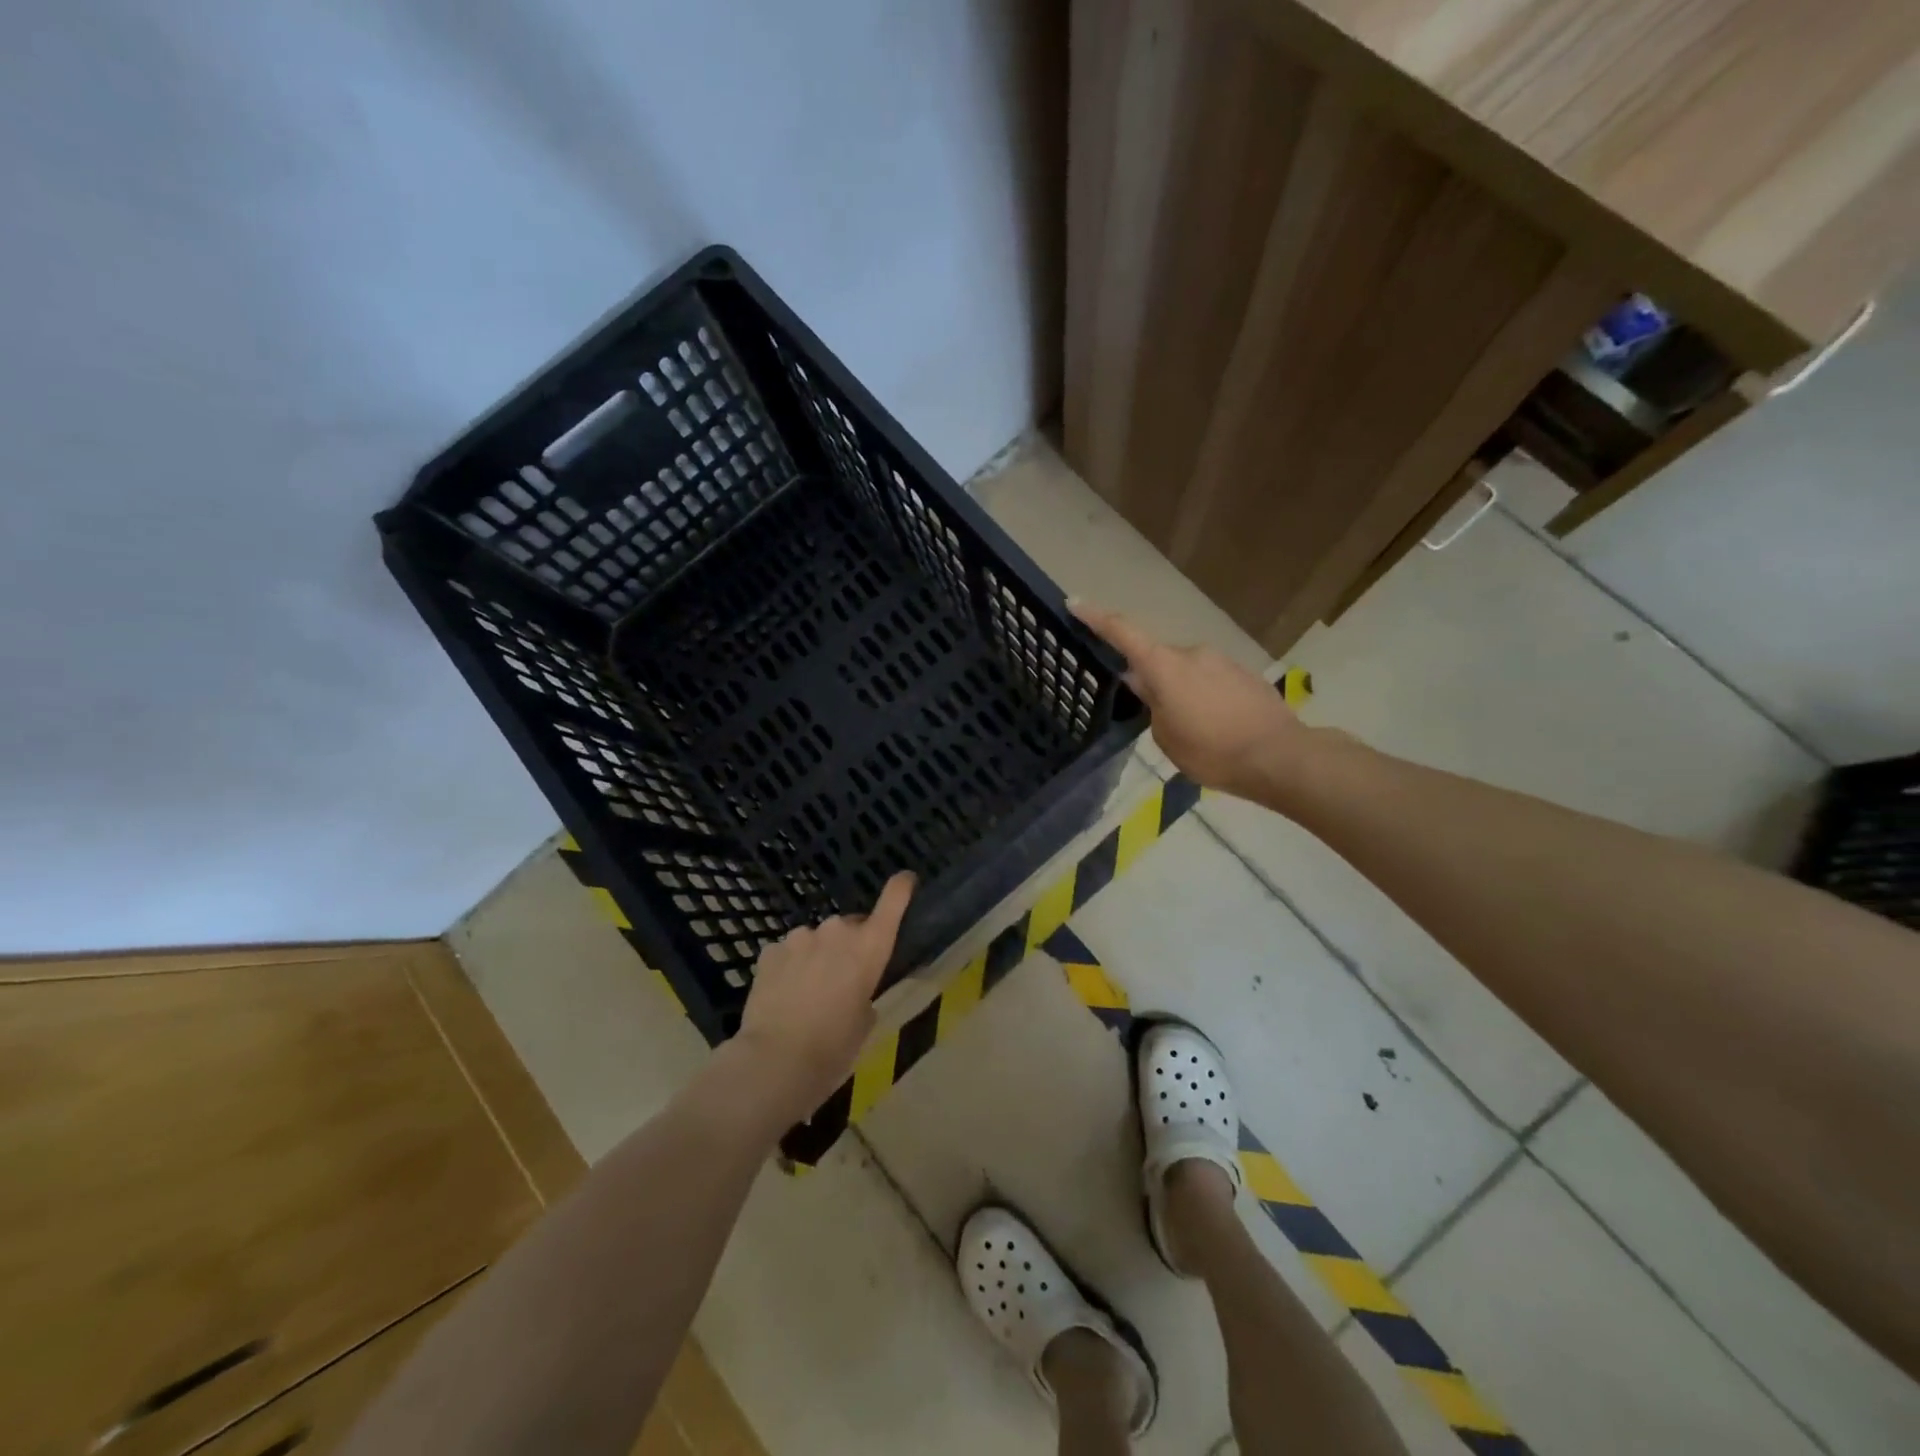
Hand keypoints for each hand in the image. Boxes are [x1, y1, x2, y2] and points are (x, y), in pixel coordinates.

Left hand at [734, 872, 915, 1120]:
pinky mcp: (770, 950)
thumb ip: (864, 992)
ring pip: (815, 939)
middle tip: (842, 979)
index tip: (906, 879)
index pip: (892, 902)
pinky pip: (787, 952)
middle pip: (850, 926)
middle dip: (849, 944)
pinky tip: (783, 995)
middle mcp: (837, 932)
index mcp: (869, 947)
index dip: (900, 888)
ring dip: (816, 956)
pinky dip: (789, 967)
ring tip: (807, 992)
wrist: (777, 1061)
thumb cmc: (835, 1047)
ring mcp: (800, 937)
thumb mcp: (865, 1022)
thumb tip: (852, 987)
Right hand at [1072, 601, 1307, 798]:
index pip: (1123, 633)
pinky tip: (1216, 726)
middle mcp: (1192, 654)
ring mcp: (1222, 661)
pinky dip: (1205, 697)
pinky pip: (1211, 680)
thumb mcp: (1167, 737)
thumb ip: (1152, 705)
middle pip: (1158, 659)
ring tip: (1192, 729)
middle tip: (1154, 715)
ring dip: (1181, 691)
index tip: (1075, 603)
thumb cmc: (1212, 751)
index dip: (1097, 618)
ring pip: (1186, 671)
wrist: (1279, 756)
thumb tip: (1146, 685)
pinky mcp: (1244, 674)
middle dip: (1151, 680)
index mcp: (1165, 666)